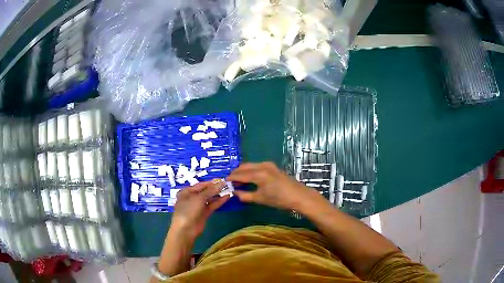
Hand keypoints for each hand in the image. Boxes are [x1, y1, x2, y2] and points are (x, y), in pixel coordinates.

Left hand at [170, 179, 229, 240]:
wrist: (186, 229)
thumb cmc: (188, 210)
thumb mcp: (199, 198)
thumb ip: (211, 190)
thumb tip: (221, 182)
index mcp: (187, 192)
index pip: (200, 185)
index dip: (211, 182)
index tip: (222, 179)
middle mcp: (192, 198)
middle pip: (205, 191)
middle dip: (215, 188)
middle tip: (227, 184)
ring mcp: (198, 206)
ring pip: (209, 198)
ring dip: (218, 194)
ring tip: (229, 189)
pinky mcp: (204, 213)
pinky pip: (212, 205)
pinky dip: (219, 202)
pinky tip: (227, 197)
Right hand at [227, 162, 324, 210]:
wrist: (298, 196)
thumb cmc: (279, 199)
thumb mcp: (260, 199)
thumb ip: (245, 195)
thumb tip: (235, 193)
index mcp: (258, 174)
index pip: (240, 175)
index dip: (231, 178)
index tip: (224, 182)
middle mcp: (262, 166)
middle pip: (244, 167)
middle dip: (236, 173)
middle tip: (230, 181)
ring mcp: (268, 165)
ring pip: (250, 165)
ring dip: (243, 171)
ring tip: (238, 180)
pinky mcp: (273, 167)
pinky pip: (257, 166)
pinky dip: (250, 170)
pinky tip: (249, 178)